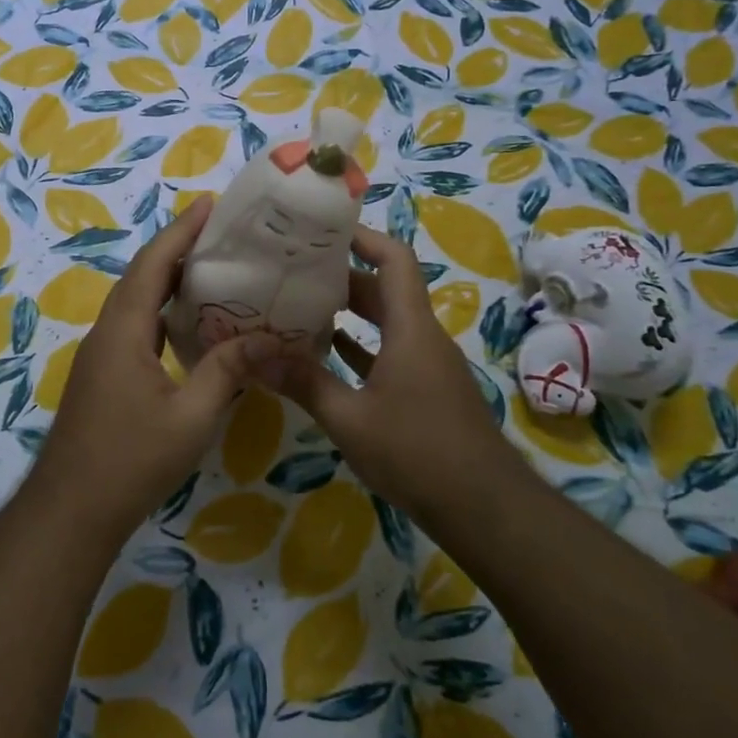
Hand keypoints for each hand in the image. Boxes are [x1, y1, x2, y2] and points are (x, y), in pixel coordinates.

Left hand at [36, 196, 279, 539]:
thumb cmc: (131, 460)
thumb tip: (270, 338)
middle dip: (178, 248)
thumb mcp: (191, 416)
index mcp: (123, 330)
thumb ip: (228, 371)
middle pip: (142, 276)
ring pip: (136, 301)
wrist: (72, 509)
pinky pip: (134, 325)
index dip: (181, 231)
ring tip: (213, 268)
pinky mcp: (103, 374)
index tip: (210, 204)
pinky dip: (161, 310)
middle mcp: (107, 332)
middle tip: (222, 233)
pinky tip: (189, 324)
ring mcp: (101, 354)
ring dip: (168, 279)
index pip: (154, 264)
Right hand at [276, 227, 524, 519]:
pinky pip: (390, 353)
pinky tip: (327, 355)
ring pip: (386, 322)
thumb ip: (303, 382)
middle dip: (341, 275)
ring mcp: (427, 365)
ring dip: (349, 313)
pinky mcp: (426, 390)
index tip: (323, 230)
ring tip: (300, 306)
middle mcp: (422, 337)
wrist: (484, 507)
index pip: (394, 260)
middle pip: (384, 289)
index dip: (363, 237)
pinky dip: (361, 347)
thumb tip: (253, 354)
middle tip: (293, 270)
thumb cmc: (417, 452)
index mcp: (410, 328)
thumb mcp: (350, 419)